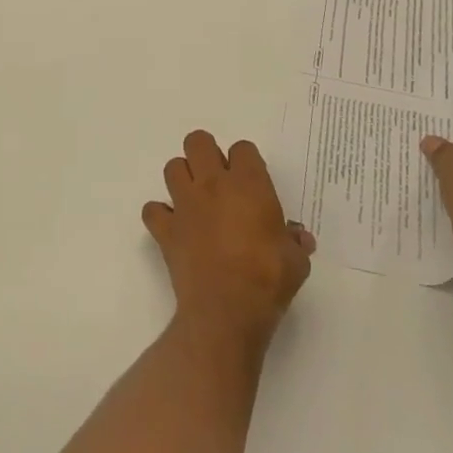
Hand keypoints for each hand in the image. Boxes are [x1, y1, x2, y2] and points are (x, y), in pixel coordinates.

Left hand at [143, 132, 315, 343]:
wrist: (227, 310)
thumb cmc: (268, 280)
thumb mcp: (296, 261)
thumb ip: (295, 242)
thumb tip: (299, 239)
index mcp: (248, 185)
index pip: (242, 149)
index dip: (247, 162)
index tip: (253, 183)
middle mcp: (212, 185)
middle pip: (198, 142)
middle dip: (206, 153)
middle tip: (218, 178)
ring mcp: (185, 205)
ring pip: (172, 168)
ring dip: (182, 178)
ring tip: (196, 199)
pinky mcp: (166, 229)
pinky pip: (153, 210)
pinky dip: (160, 215)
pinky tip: (174, 228)